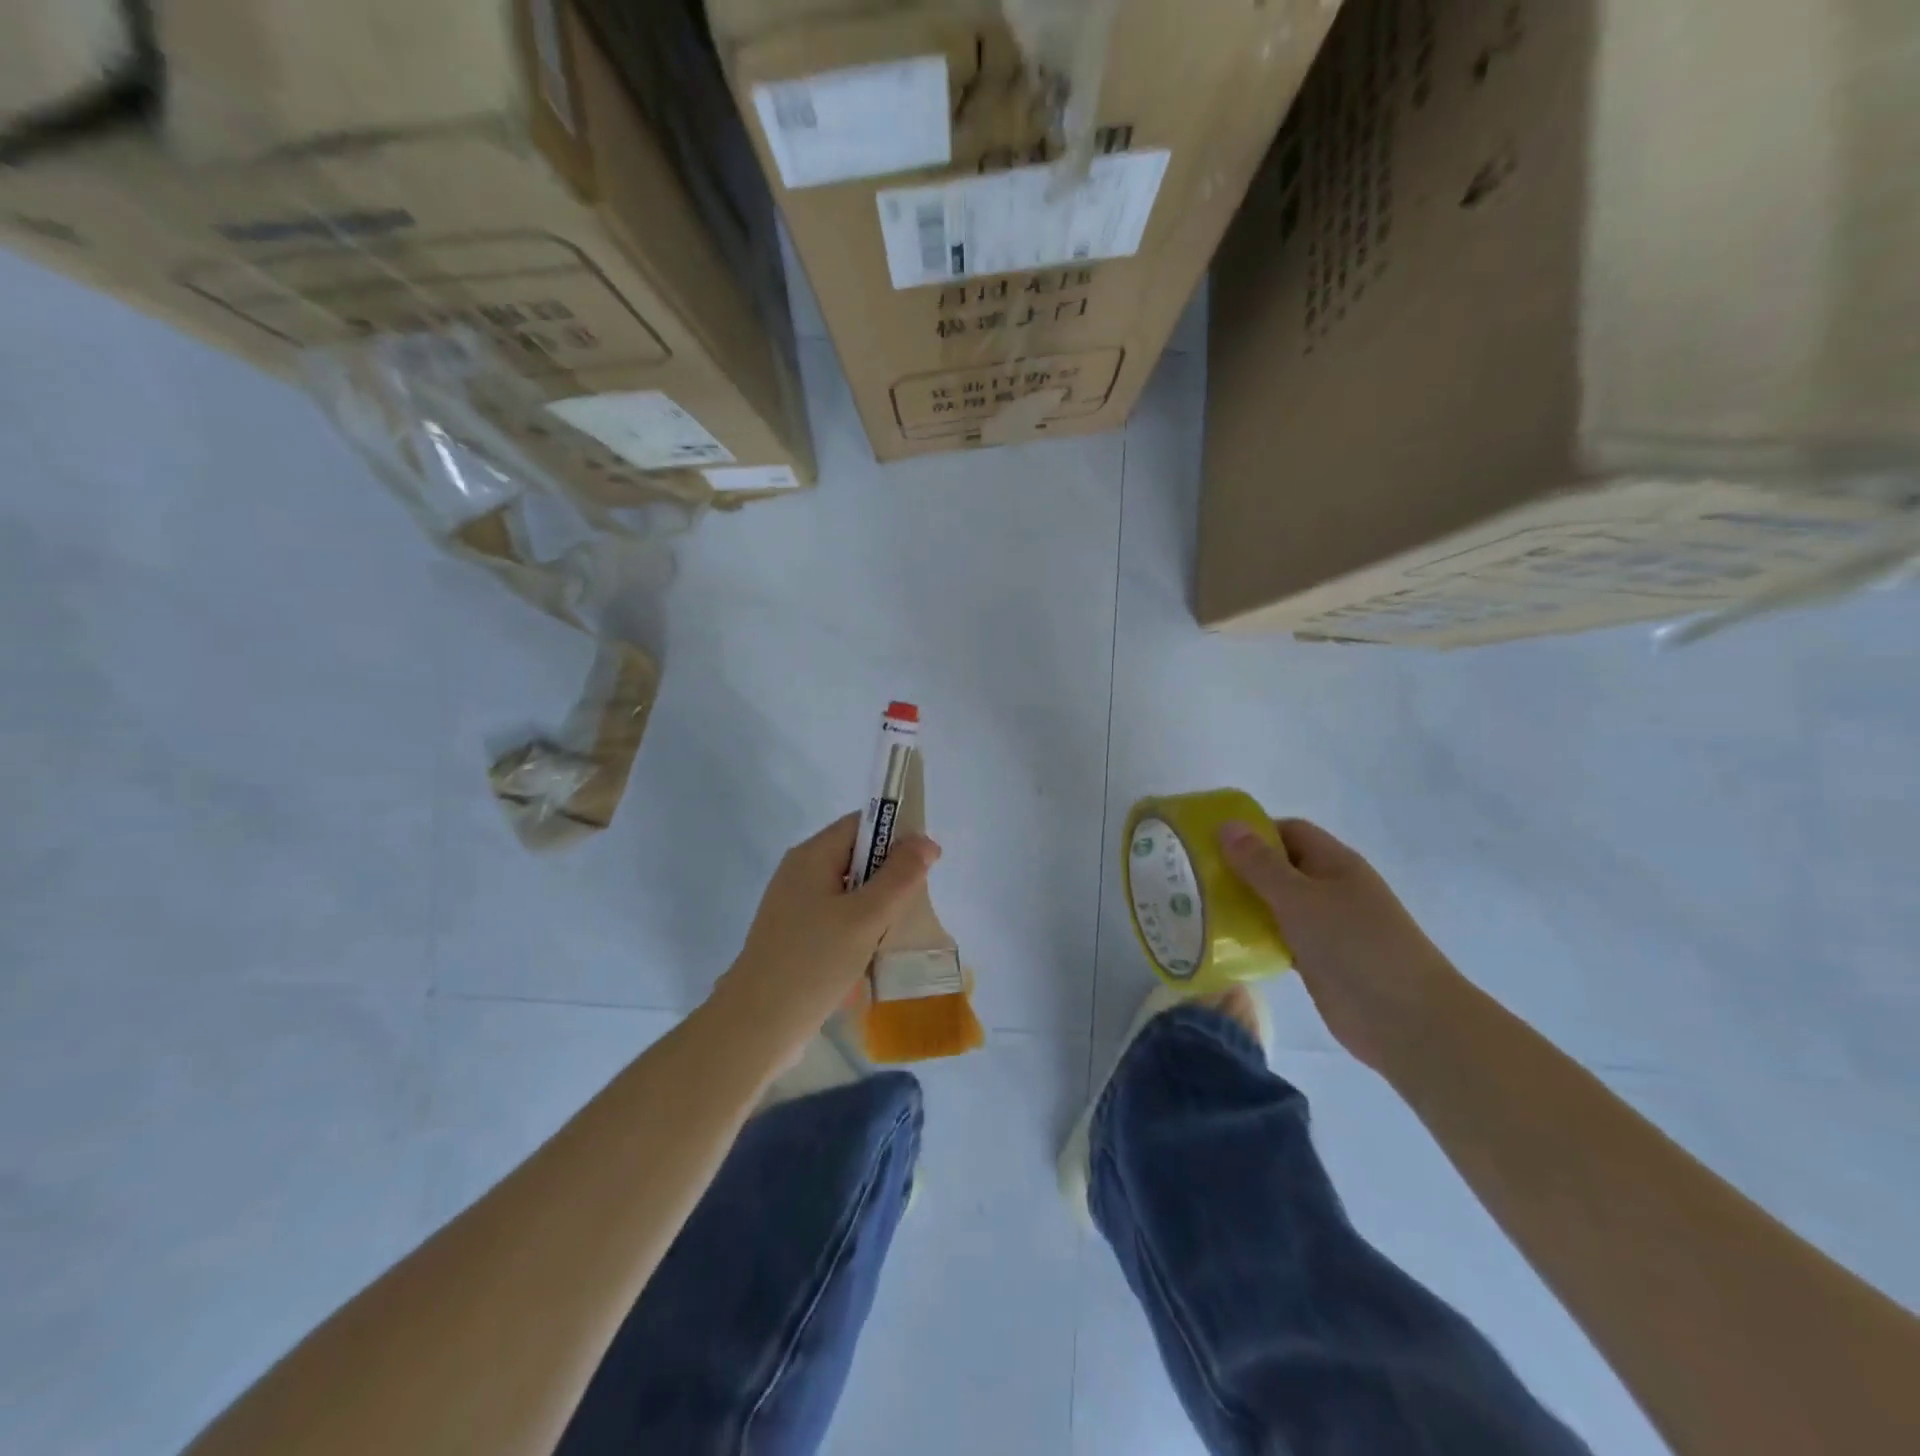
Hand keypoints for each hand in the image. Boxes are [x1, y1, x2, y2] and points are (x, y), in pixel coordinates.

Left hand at [711, 813, 939, 1061]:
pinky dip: (858, 928)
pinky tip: (871, 955)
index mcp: (812, 856)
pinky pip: (836, 917)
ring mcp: (794, 906)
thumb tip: (925, 841)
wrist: (756, 1026)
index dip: (896, 836)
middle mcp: (800, 872)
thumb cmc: (813, 963)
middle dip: (889, 876)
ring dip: (876, 907)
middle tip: (913, 905)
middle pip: (856, 856)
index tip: (924, 866)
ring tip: (895, 933)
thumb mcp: (866, 916)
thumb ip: (900, 876)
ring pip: (849, 891)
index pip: (861, 824)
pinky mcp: (794, 936)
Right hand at [1219, 818, 1461, 1071]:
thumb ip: (1260, 864)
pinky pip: (1279, 937)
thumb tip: (1226, 825)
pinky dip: (1255, 936)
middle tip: (1192, 875)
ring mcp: (1325, 926)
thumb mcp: (1301, 898)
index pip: (1287, 831)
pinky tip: (1223, 942)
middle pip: (1278, 867)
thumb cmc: (1355, 945)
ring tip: (1196, 906)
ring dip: (1243, 904)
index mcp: (1333, 863)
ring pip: (1275, 904)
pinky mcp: (1318, 960)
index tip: (1209, 841)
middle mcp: (1329, 888)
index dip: (1251, 831)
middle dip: (1239, 868)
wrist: (1407, 1021)